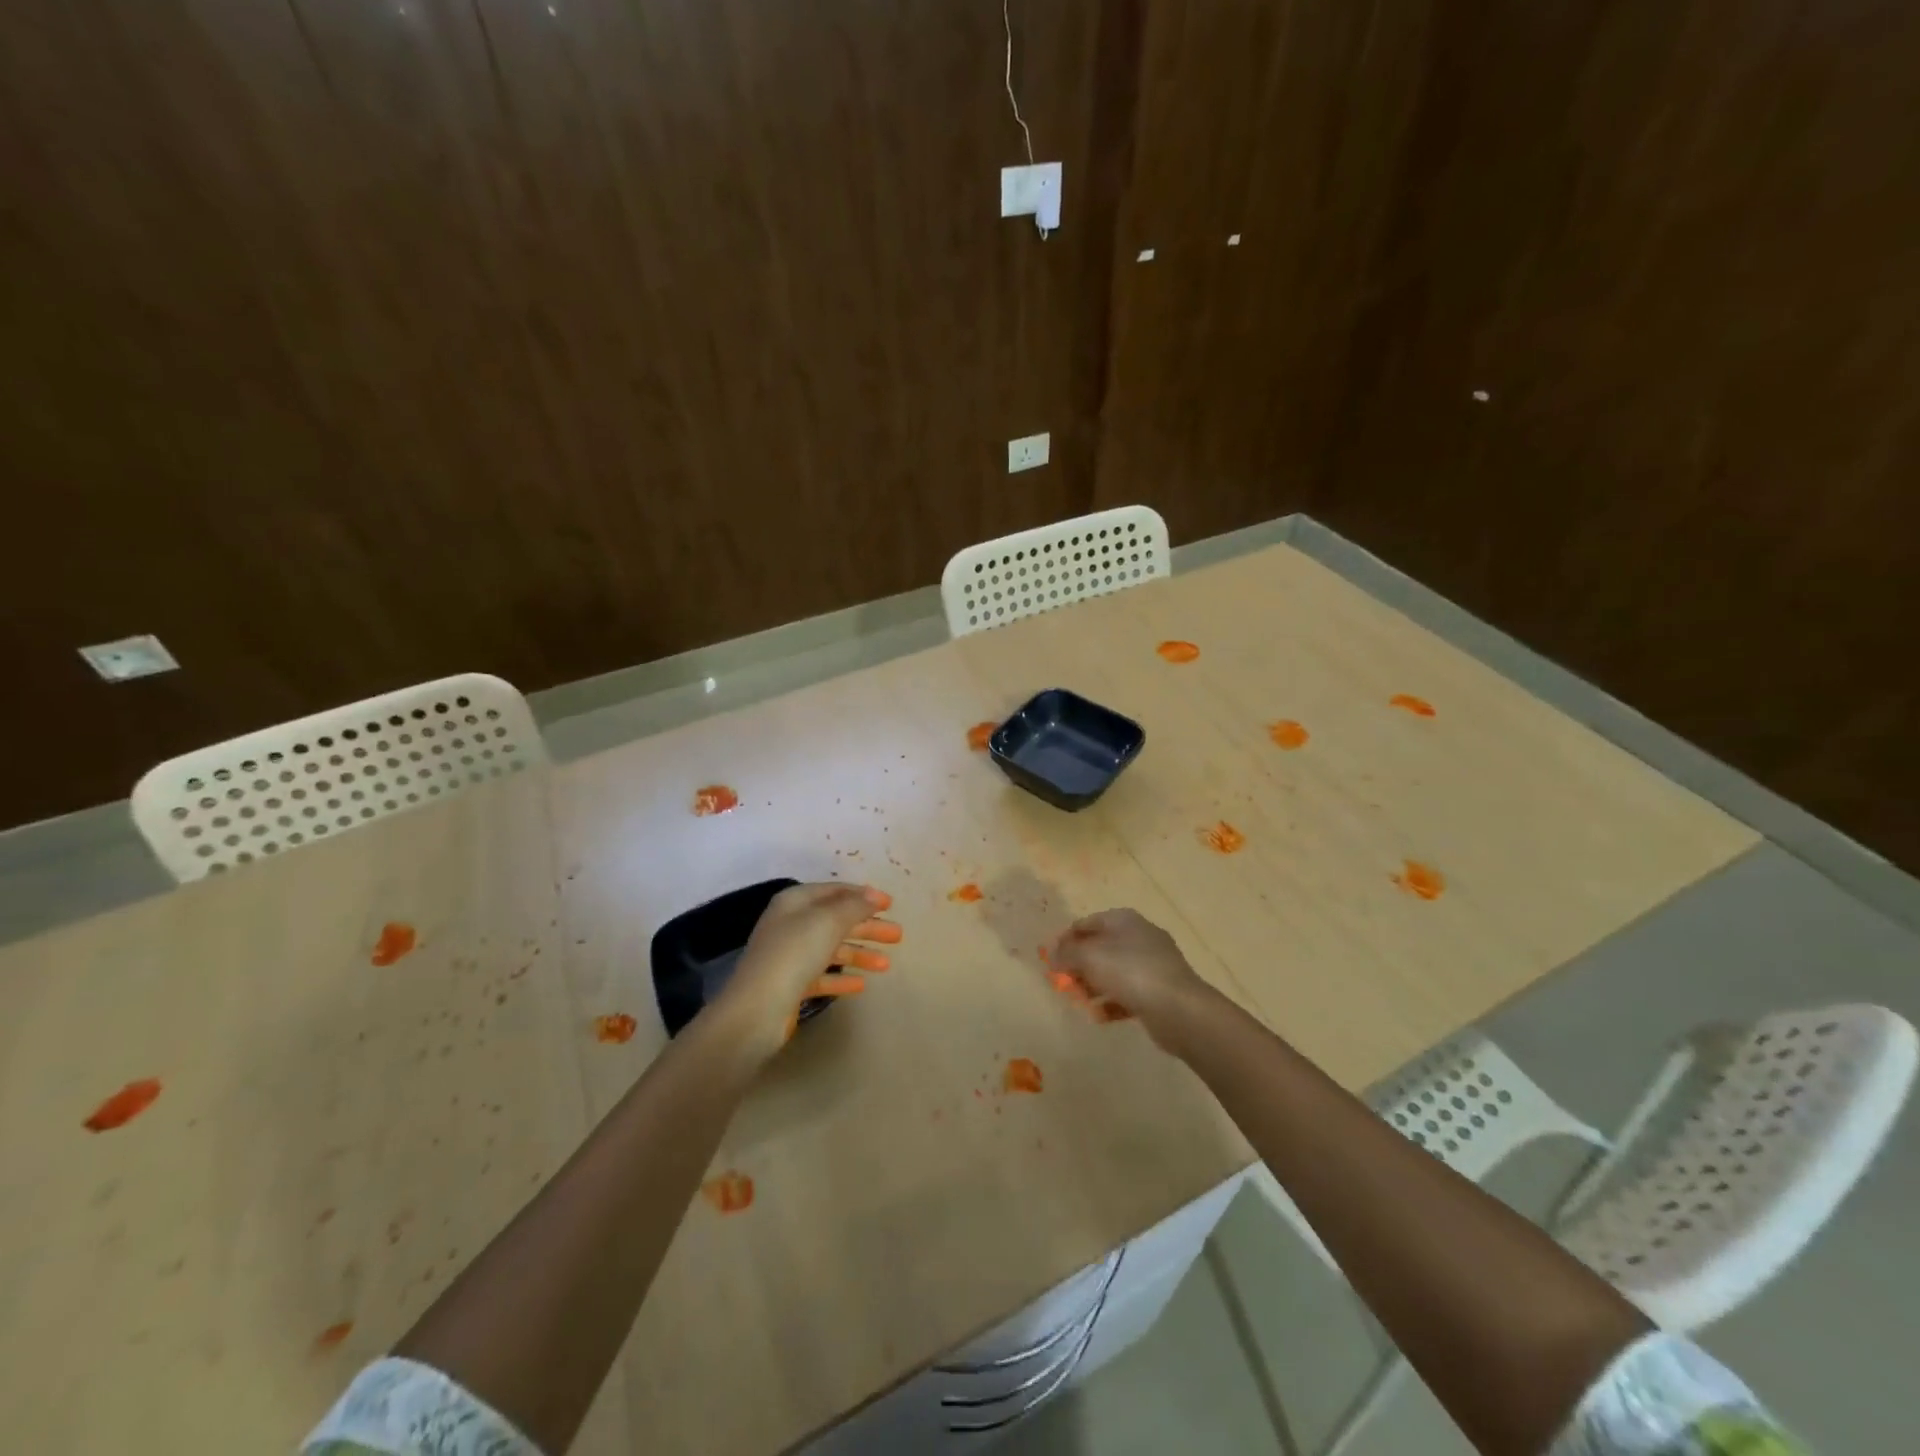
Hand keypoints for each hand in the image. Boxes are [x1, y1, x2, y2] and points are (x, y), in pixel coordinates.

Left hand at [717, 883, 901, 1058]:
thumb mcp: (828, 921)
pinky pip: (822, 976)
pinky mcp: (791, 985)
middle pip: (836, 920)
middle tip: (898, 935)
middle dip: (868, 926)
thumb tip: (873, 895)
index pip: (835, 891)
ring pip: (832, 949)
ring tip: (886, 965)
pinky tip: (861, 986)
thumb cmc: (794, 954)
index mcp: (796, 902)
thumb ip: (854, 906)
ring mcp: (790, 956)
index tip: (891, 904)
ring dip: (859, 954)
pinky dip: (841, 978)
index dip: (863, 895)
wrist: (757, 1009)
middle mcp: (791, 924)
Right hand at [1047, 908, 1209, 1052]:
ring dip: (1093, 986)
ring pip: (1113, 972)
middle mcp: (1139, 936)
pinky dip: (1112, 1002)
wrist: (1179, 1009)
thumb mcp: (1089, 957)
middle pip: (1100, 947)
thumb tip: (1051, 956)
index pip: (1086, 923)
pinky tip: (1100, 1016)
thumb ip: (1066, 954)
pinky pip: (1128, 993)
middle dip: (1079, 966)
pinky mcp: (1159, 990)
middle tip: (1063, 983)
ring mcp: (1152, 964)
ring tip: (1080, 1002)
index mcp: (1123, 920)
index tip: (1051, 960)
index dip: (1066, 939)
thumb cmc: (1130, 972)